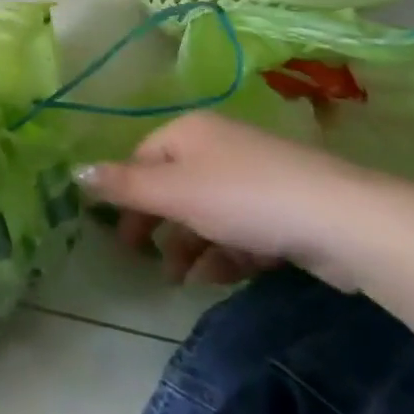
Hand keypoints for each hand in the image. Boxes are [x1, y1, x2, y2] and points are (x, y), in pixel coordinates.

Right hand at [75, 112, 369, 287]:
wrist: (338, 218)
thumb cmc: (242, 198)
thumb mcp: (174, 193)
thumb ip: (124, 186)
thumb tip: (74, 170)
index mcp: (189, 132)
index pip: (142, 157)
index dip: (127, 195)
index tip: (121, 238)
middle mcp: (218, 145)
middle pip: (174, 185)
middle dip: (160, 225)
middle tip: (147, 262)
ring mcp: (253, 175)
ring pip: (207, 210)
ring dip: (191, 246)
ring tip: (184, 281)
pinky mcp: (282, 206)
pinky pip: (239, 227)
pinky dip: (226, 251)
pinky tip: (223, 276)